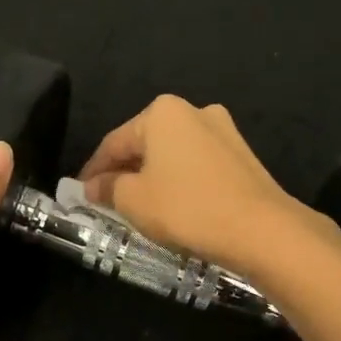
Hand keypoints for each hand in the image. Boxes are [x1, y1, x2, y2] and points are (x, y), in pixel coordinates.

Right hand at [78, 94, 310, 273]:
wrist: (262, 230)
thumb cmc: (187, 208)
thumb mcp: (134, 200)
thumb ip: (107, 188)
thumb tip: (91, 187)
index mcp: (161, 112)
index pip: (113, 142)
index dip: (92, 170)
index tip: (79, 194)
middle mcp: (193, 111)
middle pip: (144, 144)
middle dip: (123, 172)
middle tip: (105, 201)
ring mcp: (223, 131)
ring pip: (172, 155)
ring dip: (151, 177)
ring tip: (137, 206)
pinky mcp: (242, 156)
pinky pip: (196, 166)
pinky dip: (178, 182)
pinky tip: (172, 206)